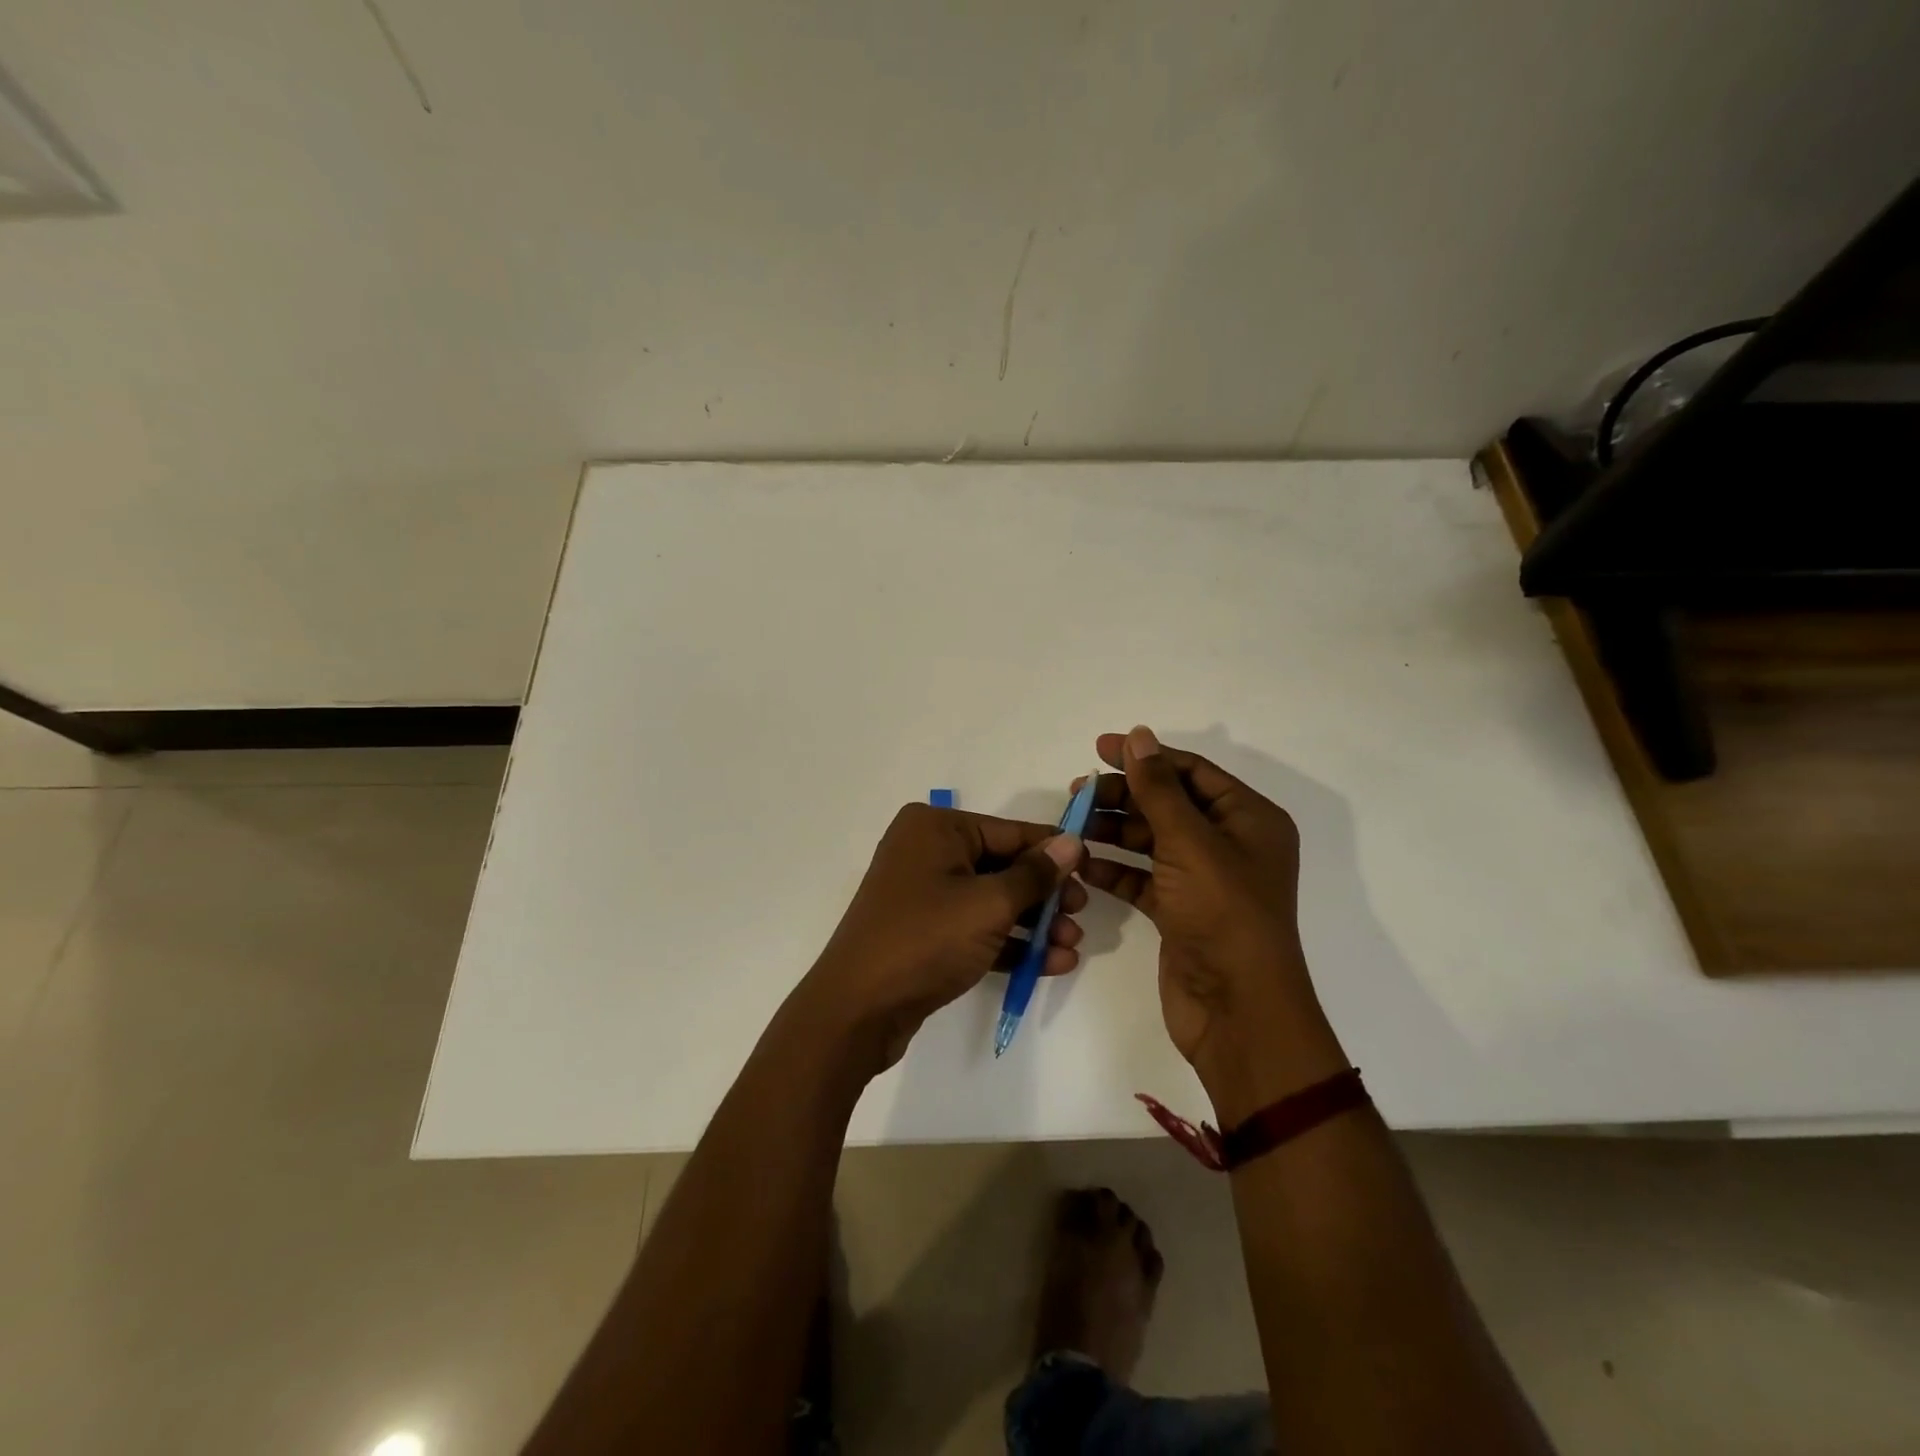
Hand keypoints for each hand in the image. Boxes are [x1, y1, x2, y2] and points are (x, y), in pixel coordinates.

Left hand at [803, 803, 1086, 1073]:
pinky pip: (975, 929)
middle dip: (1044, 896)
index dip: (1053, 852)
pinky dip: (1009, 944)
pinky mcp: (925, 933)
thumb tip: (1071, 842)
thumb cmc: (925, 940)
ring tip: (1072, 947)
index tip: (1092, 868)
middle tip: (1080, 916)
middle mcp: (927, 852)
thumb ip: (1034, 874)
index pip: (1009, 832)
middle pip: (1002, 867)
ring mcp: (924, 894)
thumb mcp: (989, 904)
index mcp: (936, 828)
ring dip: (1033, 924)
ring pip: (991, 901)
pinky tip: (1051, 964)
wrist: (857, 1010)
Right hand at [1081, 726, 1347, 1122]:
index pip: (1191, 772)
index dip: (1146, 756)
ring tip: (1071, 825)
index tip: (1098, 748)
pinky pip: (1142, 879)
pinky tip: (1082, 864)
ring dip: (1113, 831)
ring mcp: (1204, 880)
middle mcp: (1229, 844)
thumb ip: (1159, 788)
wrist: (1237, 1010)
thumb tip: (1139, 735)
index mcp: (1249, 819)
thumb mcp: (1190, 842)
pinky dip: (1115, 870)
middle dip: (1124, 796)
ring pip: (1152, 842)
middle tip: (1077, 793)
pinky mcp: (1180, 912)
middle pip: (1168, 805)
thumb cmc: (1223, 914)